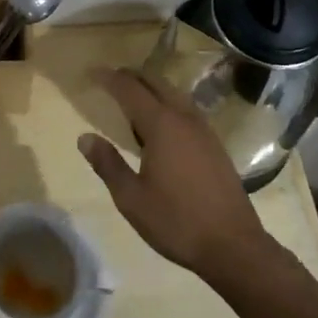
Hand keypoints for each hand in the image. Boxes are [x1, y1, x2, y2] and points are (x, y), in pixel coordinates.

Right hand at [76, 67, 271, 280]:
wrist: (233, 245)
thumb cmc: (176, 221)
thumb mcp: (131, 198)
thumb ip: (107, 164)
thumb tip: (85, 137)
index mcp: (161, 125)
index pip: (129, 89)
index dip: (109, 78)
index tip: (91, 72)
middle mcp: (184, 118)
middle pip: (155, 82)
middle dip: (131, 76)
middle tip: (110, 79)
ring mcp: (204, 129)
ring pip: (174, 93)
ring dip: (152, 87)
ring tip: (132, 97)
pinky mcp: (215, 143)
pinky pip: (186, 109)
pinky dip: (168, 103)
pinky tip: (161, 123)